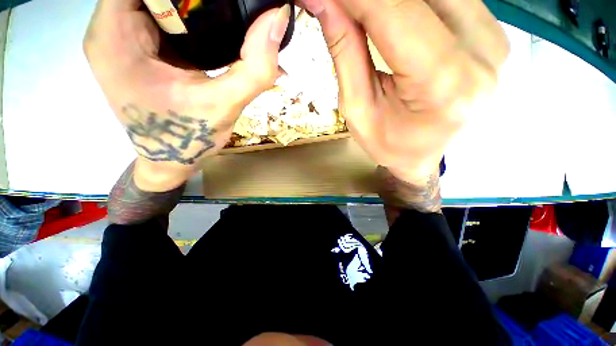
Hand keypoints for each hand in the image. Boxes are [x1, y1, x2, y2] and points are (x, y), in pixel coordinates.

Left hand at [84, 0, 290, 190]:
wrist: (172, 161)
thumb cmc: (190, 139)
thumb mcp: (225, 105)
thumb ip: (254, 68)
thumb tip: (278, 19)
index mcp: (115, 34)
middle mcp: (111, 28)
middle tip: (231, 2)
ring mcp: (124, 38)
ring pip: (158, 0)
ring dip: (192, 3)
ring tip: (225, 13)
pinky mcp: (140, 49)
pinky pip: (163, 17)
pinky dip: (189, 18)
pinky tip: (213, 29)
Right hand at [301, 0, 508, 185]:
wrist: (424, 154)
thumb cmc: (389, 143)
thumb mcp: (358, 109)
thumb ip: (345, 51)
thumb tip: (322, 0)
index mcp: (443, 83)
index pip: (395, 11)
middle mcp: (481, 52)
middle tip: (341, 6)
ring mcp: (494, 37)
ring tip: (360, 12)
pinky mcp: (492, 30)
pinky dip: (412, 1)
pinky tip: (390, 12)